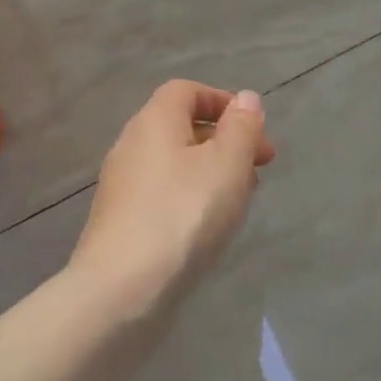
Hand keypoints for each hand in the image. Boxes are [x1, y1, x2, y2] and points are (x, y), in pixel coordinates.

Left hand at [72, 80, 274, 307]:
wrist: (122, 289)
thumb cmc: (183, 214)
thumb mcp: (227, 165)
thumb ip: (241, 128)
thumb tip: (246, 99)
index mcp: (153, 121)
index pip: (186, 91)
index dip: (222, 102)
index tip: (254, 129)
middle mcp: (131, 145)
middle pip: (181, 128)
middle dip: (225, 142)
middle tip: (260, 168)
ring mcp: (122, 186)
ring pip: (174, 165)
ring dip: (211, 173)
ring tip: (241, 201)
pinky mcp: (120, 222)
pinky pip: (162, 196)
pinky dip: (190, 199)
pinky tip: (209, 229)